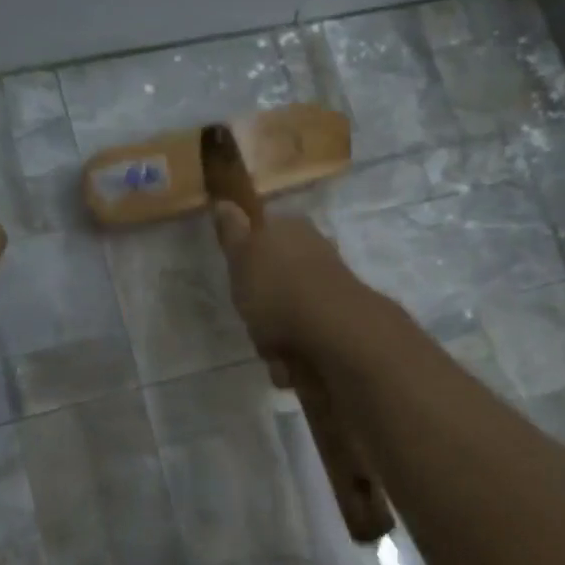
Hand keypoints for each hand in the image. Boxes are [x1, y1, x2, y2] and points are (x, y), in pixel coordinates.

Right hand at [211, 203, 371, 382]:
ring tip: (274, 349)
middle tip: (253, 318)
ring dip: (276, 339)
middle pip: (276, 283)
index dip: (248, 260)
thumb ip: (232, 232)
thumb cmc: (278, 288)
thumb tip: (224, 201)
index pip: (265, 235)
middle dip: (261, 308)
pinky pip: (305, 345)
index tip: (239, 280)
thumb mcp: (242, 255)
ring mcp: (331, 294)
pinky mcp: (340, 329)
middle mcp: (317, 256)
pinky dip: (295, 358)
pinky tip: (292, 364)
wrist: (334, 334)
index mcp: (294, 230)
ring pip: (289, 317)